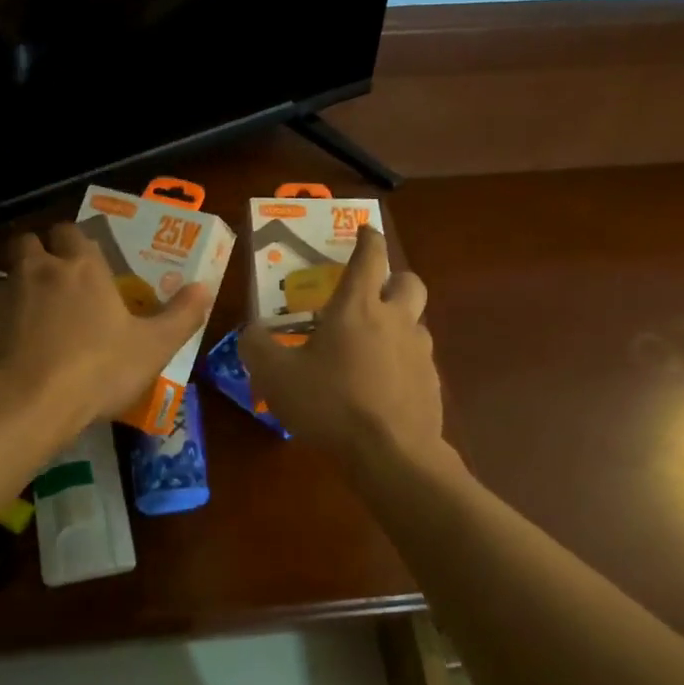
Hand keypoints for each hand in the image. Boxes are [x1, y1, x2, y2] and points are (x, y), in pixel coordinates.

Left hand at [0, 223, 211, 440]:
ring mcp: (1, 293)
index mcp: (82, 267)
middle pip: (30, 242)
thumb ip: (182, 316)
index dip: (77, 243)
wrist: (24, 405)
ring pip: (4, 275)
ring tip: (29, 320)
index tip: (85, 262)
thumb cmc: (97, 371)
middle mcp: (37, 269)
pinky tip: (7, 349)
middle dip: (39, 254)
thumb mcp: (153, 348)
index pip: (73, 232)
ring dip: (16, 288)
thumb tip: (205, 287)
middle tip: (54, 284)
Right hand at [239, 225, 445, 470]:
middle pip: (409, 281)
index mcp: (358, 307)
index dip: (368, 237)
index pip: (370, 256)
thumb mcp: (276, 376)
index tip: (365, 229)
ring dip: (397, 323)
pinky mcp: (432, 384)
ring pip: (416, 322)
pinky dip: (401, 362)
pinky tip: (381, 387)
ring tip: (370, 348)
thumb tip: (251, 332)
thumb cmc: (330, 404)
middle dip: (394, 278)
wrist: (391, 455)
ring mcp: (420, 352)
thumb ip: (257, 347)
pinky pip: (417, 360)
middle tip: (372, 293)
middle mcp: (396, 320)